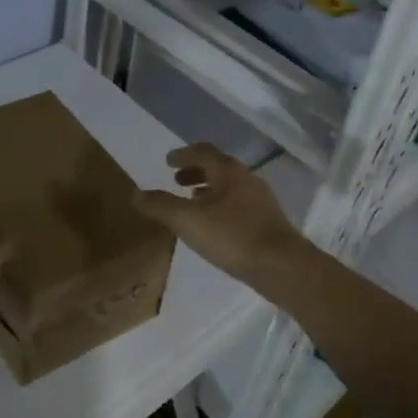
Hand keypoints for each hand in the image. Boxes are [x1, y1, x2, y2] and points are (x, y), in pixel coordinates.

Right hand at [134, 144, 307, 284]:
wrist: (282, 266)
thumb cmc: (233, 236)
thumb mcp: (188, 221)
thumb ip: (161, 206)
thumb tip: (135, 193)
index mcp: (228, 171)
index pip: (203, 151)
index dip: (183, 154)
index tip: (168, 161)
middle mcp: (246, 179)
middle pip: (217, 167)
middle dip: (195, 171)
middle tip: (176, 180)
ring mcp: (260, 200)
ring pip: (229, 186)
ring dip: (208, 189)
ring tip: (191, 201)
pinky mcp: (267, 221)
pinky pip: (237, 204)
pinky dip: (220, 205)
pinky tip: (214, 225)